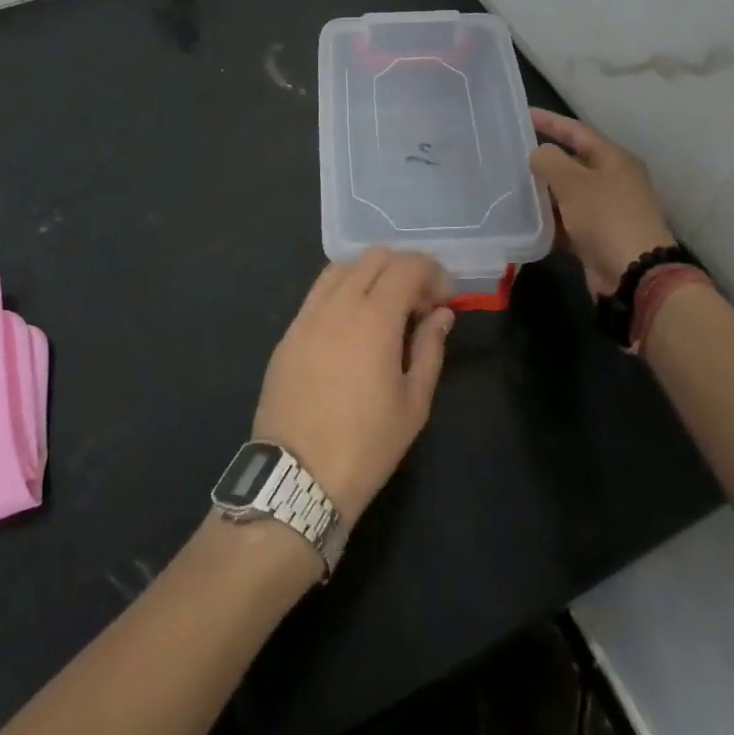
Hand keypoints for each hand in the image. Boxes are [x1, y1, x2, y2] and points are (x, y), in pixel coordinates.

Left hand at [252, 249, 454, 521]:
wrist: (297, 477)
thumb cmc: (366, 445)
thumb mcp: (414, 403)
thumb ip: (430, 349)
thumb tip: (442, 314)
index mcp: (374, 318)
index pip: (407, 266)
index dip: (432, 272)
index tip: (444, 298)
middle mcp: (339, 304)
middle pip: (374, 257)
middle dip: (403, 269)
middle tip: (418, 304)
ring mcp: (308, 315)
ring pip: (342, 267)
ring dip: (370, 275)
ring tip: (384, 309)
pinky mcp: (289, 332)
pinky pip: (318, 292)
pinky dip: (342, 290)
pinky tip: (351, 323)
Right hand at [529, 108, 674, 300]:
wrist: (634, 274)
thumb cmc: (605, 217)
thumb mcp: (573, 182)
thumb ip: (550, 161)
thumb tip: (539, 153)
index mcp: (614, 159)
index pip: (577, 131)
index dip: (550, 121)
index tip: (524, 113)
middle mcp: (613, 180)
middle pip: (574, 162)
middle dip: (545, 159)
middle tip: (513, 153)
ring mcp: (608, 210)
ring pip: (569, 193)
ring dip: (545, 191)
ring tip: (512, 185)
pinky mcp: (599, 236)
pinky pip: (569, 220)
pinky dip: (551, 219)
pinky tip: (527, 219)